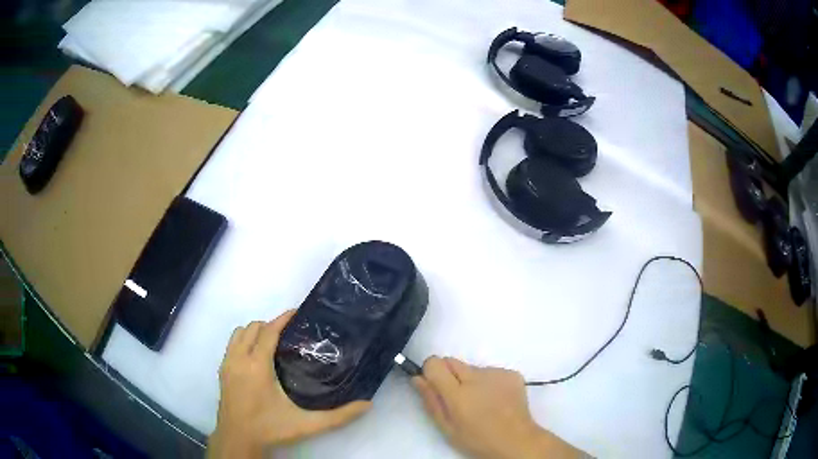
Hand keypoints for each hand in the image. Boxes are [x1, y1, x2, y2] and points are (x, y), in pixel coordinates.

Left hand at [208, 310, 370, 457]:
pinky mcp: (222, 372)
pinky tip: (257, 358)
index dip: (282, 319)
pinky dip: (243, 342)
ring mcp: (227, 365)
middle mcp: (239, 359)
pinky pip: (231, 345)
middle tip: (290, 333)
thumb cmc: (270, 429)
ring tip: (273, 342)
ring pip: (238, 334)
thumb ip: (338, 416)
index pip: (268, 331)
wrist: (238, 439)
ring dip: (254, 332)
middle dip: (270, 324)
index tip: (297, 313)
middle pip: (252, 328)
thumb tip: (367, 404)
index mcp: (257, 366)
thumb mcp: (307, 424)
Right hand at [413, 357, 581, 458]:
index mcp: (458, 394)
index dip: (431, 371)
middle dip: (449, 375)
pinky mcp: (512, 373)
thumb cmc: (477, 439)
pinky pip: (491, 371)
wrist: (516, 440)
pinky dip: (488, 382)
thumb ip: (431, 401)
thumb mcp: (447, 428)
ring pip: (472, 368)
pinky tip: (495, 399)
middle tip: (457, 397)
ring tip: (480, 402)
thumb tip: (418, 378)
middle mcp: (477, 377)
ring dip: (470, 380)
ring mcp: (497, 373)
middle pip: (452, 361)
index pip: (435, 363)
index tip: (434, 385)